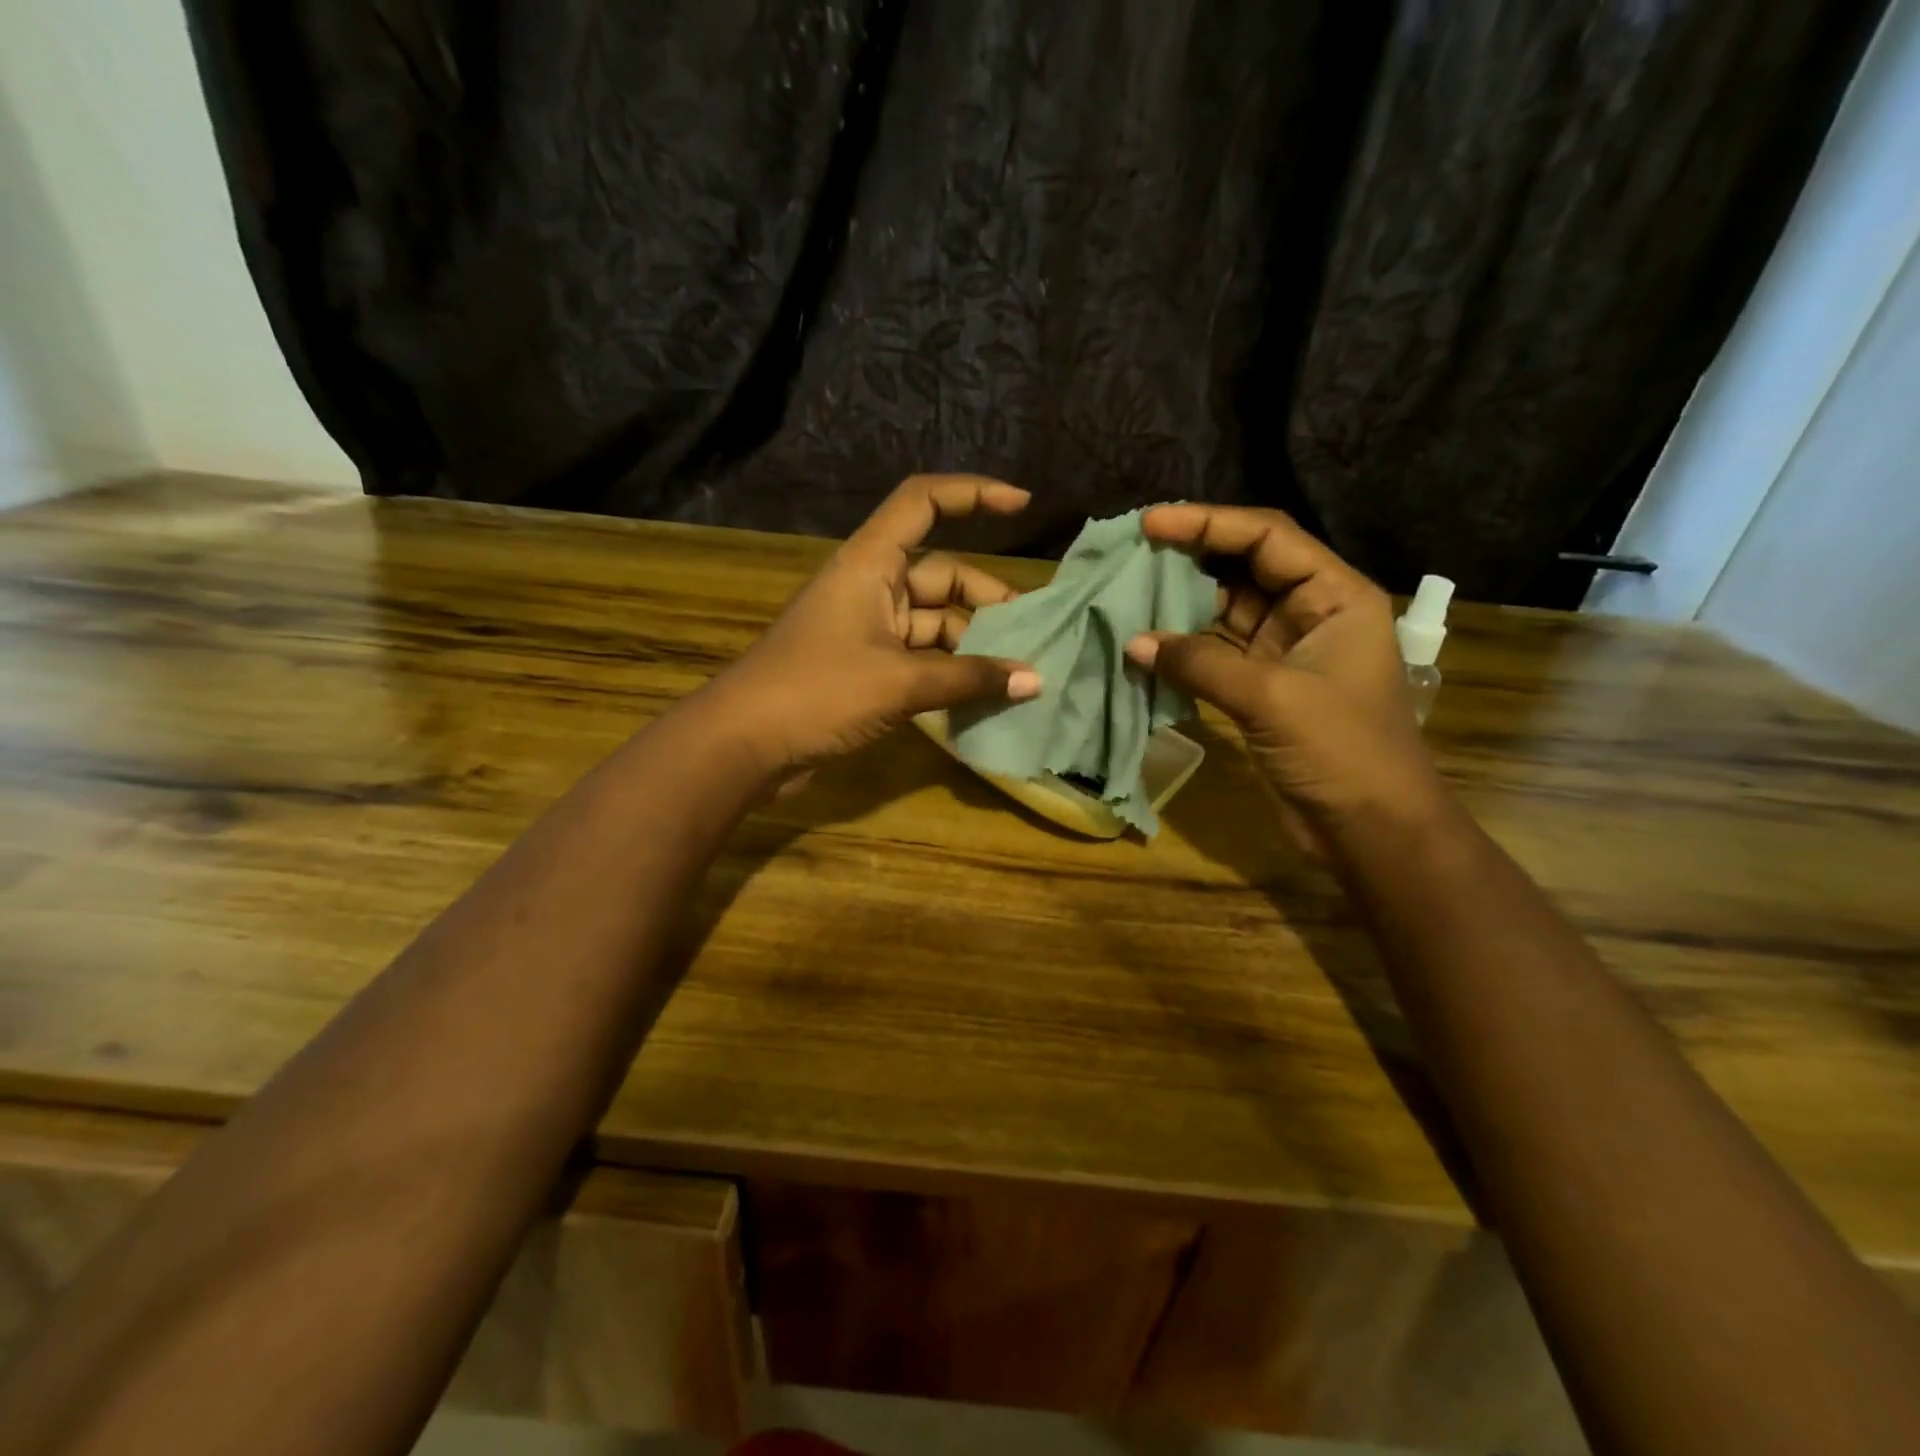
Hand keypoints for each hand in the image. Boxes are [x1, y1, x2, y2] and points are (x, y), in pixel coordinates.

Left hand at [698, 474, 1040, 774]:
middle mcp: (870, 586)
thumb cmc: (818, 693)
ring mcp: (866, 629)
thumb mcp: (900, 683)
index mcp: (870, 563)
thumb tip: (1034, 681)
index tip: (1024, 506)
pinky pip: (919, 657)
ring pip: (933, 621)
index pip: (924, 502)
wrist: (744, 745)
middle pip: (941, 572)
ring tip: (1017, 673)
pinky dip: (949, 671)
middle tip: (1032, 634)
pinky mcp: (864, 667)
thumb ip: (969, 679)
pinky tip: (982, 694)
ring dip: (972, 643)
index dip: (974, 494)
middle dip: (987, 599)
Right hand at [1123, 504, 1446, 846]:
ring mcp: (1285, 652)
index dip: (1209, 523)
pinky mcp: (1262, 688)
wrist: (1370, 829)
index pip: (1268, 537)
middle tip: (1132, 551)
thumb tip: (1134, 642)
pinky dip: (1183, 647)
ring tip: (1129, 590)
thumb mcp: (1272, 698)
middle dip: (1191, 556)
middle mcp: (1312, 613)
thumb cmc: (1341, 752)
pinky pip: (1216, 652)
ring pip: (1226, 609)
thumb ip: (1201, 663)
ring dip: (1181, 602)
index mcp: (1335, 596)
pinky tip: (1145, 642)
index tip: (1151, 523)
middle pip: (1246, 566)